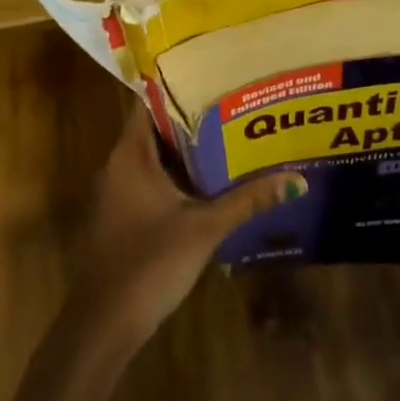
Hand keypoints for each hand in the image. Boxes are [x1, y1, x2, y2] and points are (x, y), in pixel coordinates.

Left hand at [73, 104, 305, 344]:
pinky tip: (210, 179)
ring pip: (155, 156)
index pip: (150, 101)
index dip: (179, 83)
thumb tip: (297, 179)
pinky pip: (152, 179)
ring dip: (187, 148)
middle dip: (193, 116)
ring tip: (231, 131)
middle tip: (234, 101)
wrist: (102, 329)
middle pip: (157, 127)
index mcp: (131, 154)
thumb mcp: (205, 228)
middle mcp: (119, 164)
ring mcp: (118, 192)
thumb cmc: (149, 264)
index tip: (213, 71)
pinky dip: (177, 174)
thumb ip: (248, 200)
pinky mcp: (123, 216)